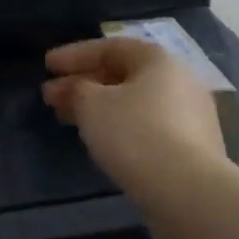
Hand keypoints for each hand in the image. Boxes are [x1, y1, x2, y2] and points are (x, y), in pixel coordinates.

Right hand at [41, 37, 227, 193]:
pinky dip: (118, 126)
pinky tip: (99, 140)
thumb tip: (79, 90)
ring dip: (97, 107)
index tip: (46, 66)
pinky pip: (146, 126)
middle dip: (82, 84)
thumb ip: (77, 89)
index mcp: (158, 61)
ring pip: (132, 102)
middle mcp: (179, 81)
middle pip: (122, 75)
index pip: (110, 47)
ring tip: (68, 119)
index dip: (74, 55)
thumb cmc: (134, 134)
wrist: (187, 191)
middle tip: (50, 97)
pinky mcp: (191, 148)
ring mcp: (190, 116)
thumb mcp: (91, 105)